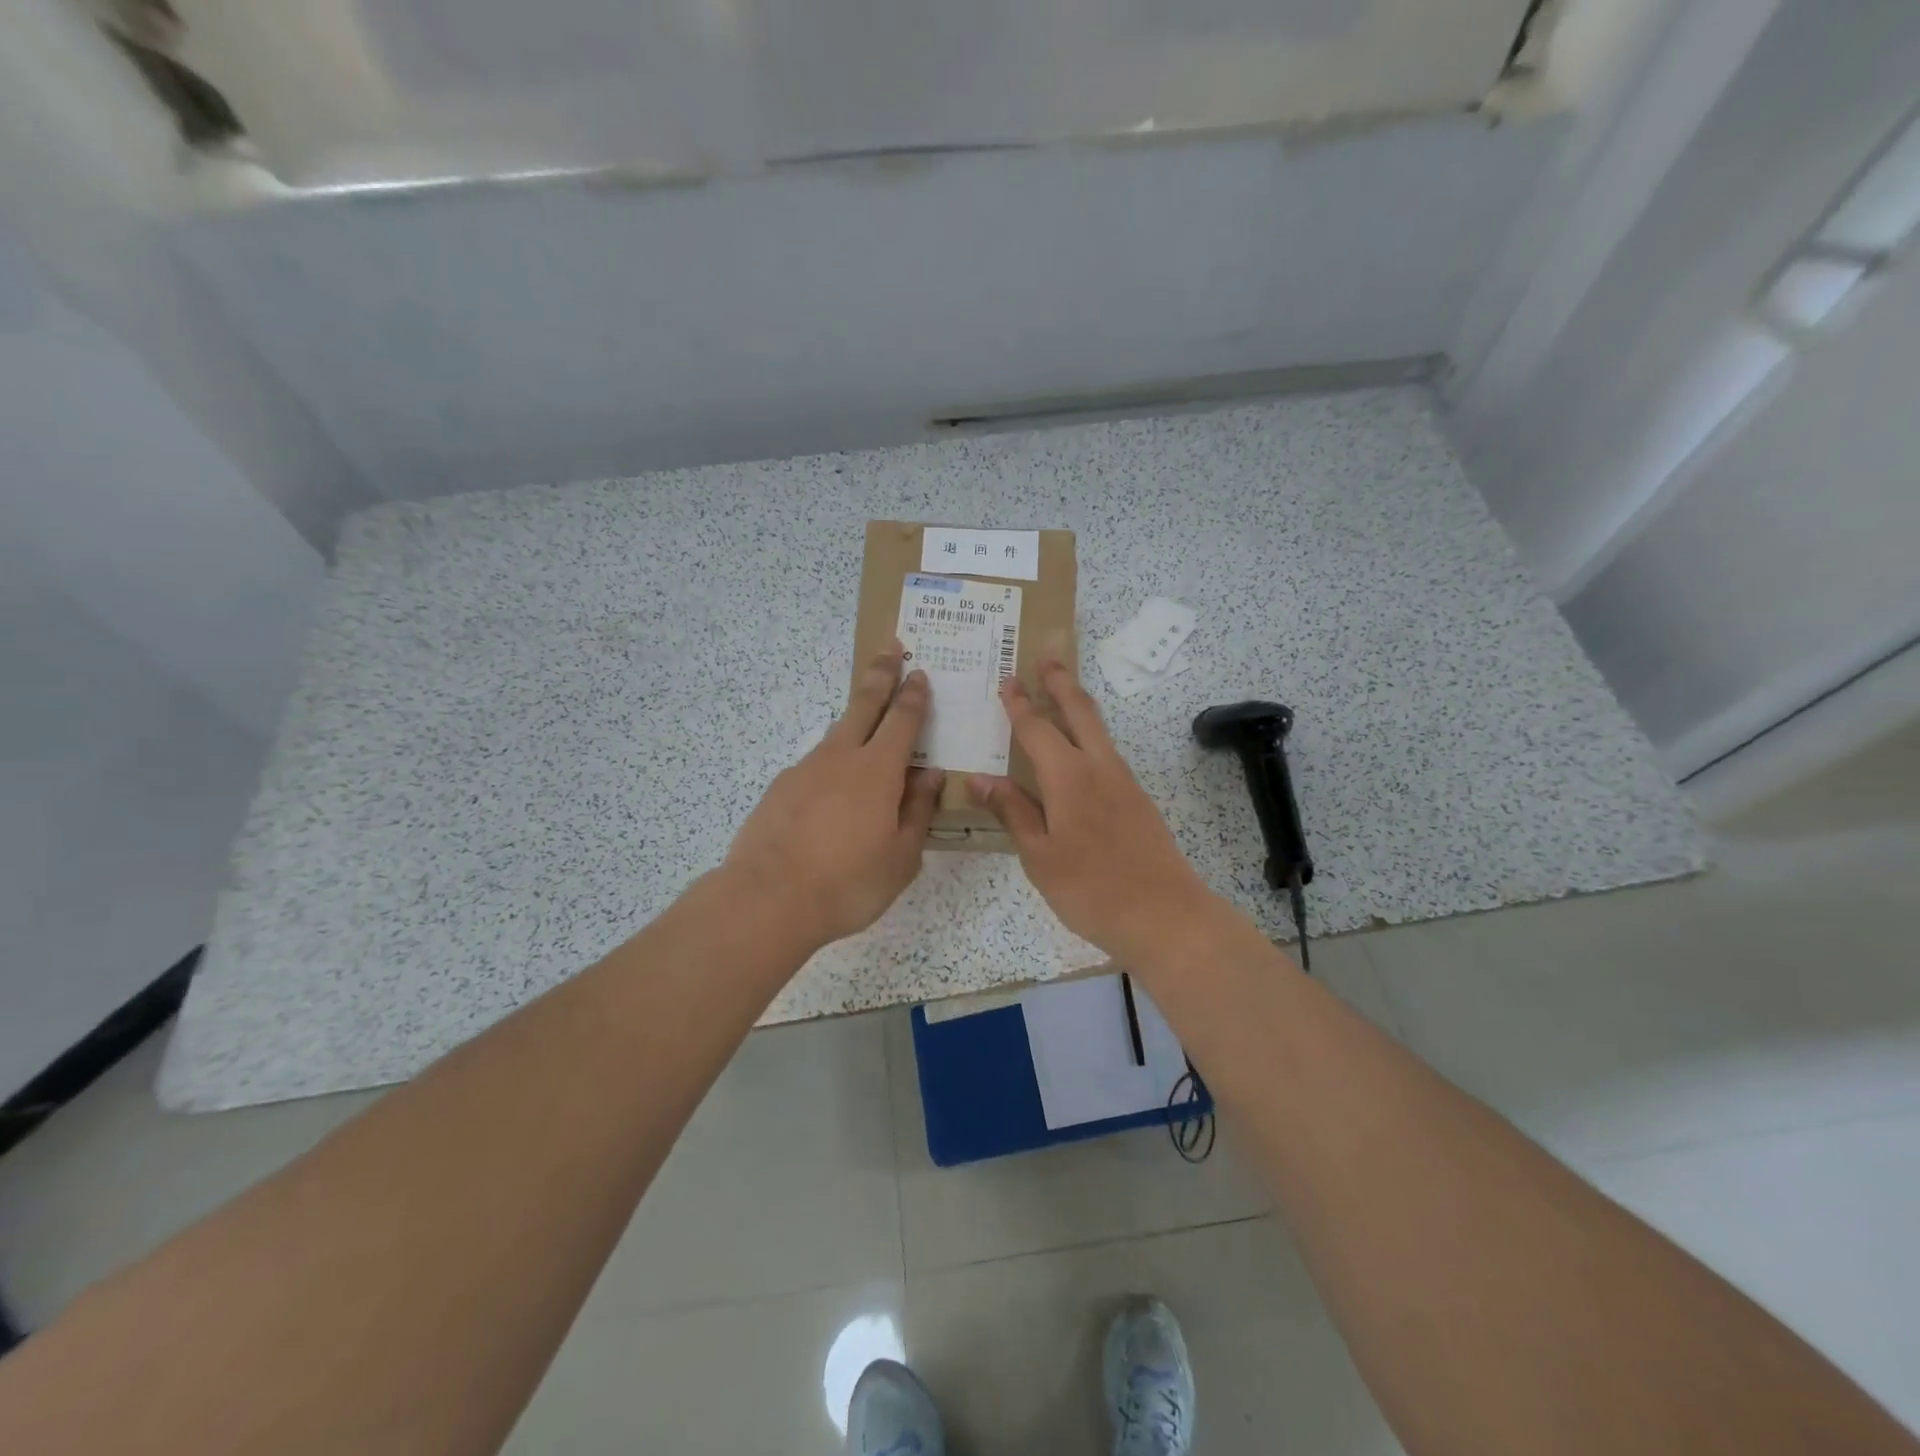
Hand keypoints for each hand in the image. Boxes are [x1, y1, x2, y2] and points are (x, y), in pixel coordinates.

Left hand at [726, 645, 943, 948]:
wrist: (767, 899)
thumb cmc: (848, 882)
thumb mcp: (901, 856)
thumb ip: (918, 811)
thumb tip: (929, 776)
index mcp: (878, 770)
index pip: (902, 720)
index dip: (913, 695)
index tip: (919, 673)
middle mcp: (840, 757)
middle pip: (864, 705)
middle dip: (880, 675)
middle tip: (890, 648)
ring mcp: (804, 770)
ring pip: (836, 736)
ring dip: (854, 723)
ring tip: (866, 732)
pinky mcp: (779, 789)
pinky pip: (814, 768)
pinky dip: (829, 769)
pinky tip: (830, 798)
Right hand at [966, 659, 1219, 963]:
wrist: (1165, 915)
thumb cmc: (1091, 889)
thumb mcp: (1039, 856)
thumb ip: (1013, 812)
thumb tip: (980, 778)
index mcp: (1068, 777)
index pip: (1036, 729)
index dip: (1018, 704)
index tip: (1007, 679)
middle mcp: (1099, 767)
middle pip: (1079, 711)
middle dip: (1061, 682)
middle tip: (1048, 657)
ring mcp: (1124, 781)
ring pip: (1099, 729)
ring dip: (1079, 703)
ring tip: (1064, 690)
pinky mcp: (1138, 799)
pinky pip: (1108, 751)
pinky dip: (1091, 734)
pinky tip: (1082, 750)